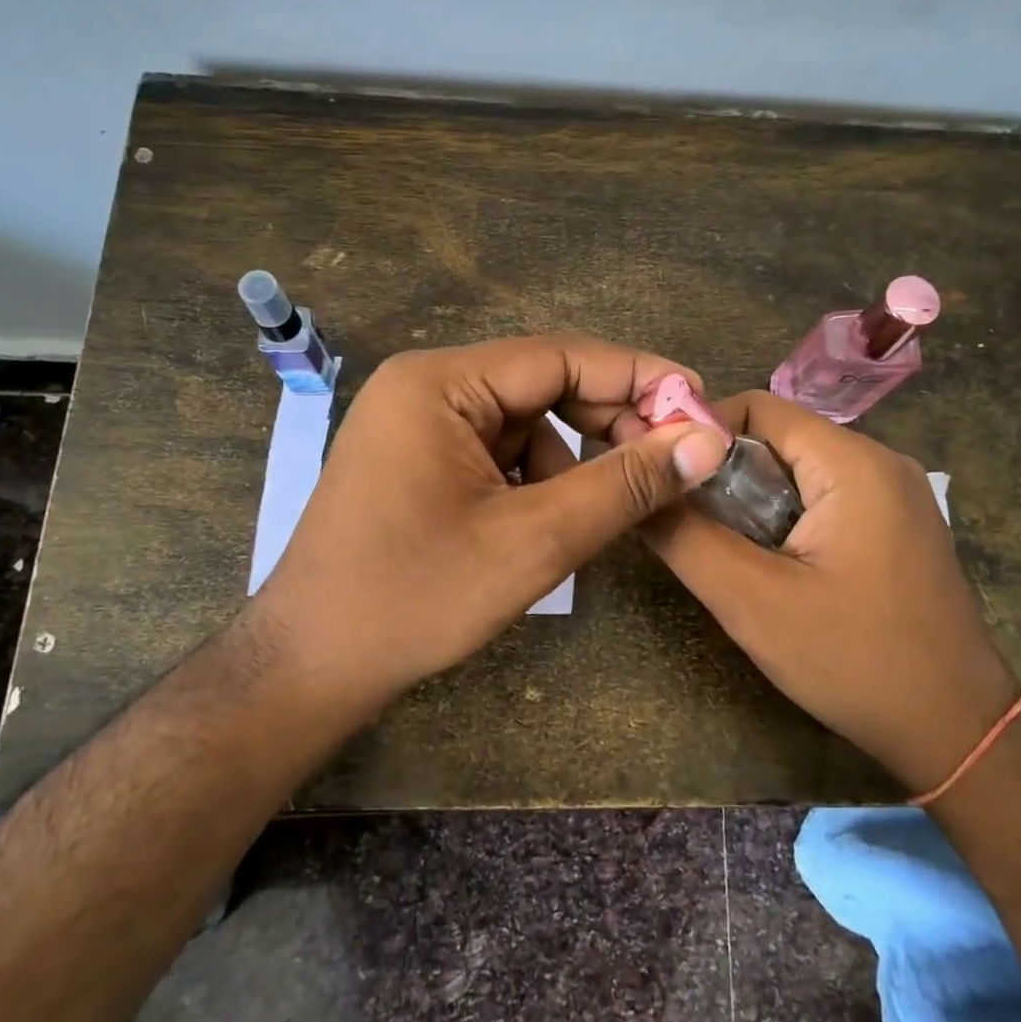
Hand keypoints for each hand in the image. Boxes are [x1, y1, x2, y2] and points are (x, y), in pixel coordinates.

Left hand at [247, 335, 730, 703]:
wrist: (312, 664)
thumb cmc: (417, 598)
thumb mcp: (534, 541)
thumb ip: (624, 485)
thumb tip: (708, 442)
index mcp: (440, 383)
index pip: (562, 356)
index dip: (639, 378)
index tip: (701, 406)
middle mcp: (425, 386)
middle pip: (543, 384)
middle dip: (607, 423)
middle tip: (667, 463)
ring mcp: (416, 423)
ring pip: (526, 422)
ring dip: (571, 460)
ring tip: (591, 515)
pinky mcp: (418, 458)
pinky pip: (498, 450)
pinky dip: (535, 479)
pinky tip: (543, 524)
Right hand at [631, 389, 1016, 792]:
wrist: (956, 729)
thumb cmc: (854, 661)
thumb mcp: (752, 602)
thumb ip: (685, 538)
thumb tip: (638, 491)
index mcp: (852, 463)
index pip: (757, 407)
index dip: (700, 433)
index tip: (663, 478)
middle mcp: (880, 461)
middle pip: (777, 438)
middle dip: (724, 475)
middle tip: (691, 527)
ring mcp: (894, 493)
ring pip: (798, 470)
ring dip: (752, 501)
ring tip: (730, 554)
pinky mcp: (897, 524)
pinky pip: (824, 498)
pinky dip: (785, 518)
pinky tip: (775, 567)